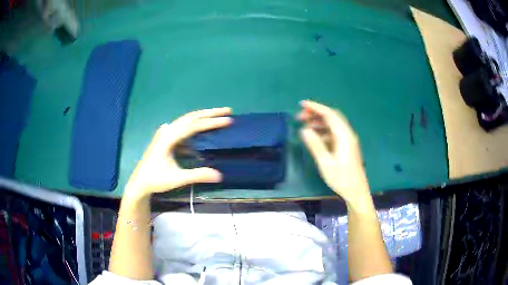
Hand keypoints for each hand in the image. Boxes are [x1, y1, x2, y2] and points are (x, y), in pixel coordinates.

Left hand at [124, 107, 232, 198]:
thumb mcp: (177, 179)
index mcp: (169, 138)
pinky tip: (200, 130)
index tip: (228, 120)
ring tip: (217, 116)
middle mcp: (167, 131)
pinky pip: (182, 127)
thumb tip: (220, 175)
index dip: (211, 122)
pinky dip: (194, 125)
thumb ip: (197, 175)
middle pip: (190, 117)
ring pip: (186, 120)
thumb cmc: (156, 179)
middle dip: (209, 113)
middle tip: (227, 110)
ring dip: (202, 117)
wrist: (139, 182)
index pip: (193, 126)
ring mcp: (165, 133)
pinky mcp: (165, 138)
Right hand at [298, 100, 370, 204]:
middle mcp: (347, 134)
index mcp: (344, 136)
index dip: (315, 107)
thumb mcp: (326, 163)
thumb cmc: (342, 179)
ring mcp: (347, 140)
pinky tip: (315, 136)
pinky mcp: (346, 146)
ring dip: (319, 122)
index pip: (329, 114)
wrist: (356, 191)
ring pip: (332, 124)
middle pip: (332, 116)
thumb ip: (315, 145)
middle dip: (316, 113)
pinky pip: (333, 132)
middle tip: (300, 117)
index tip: (301, 104)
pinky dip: (323, 130)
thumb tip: (304, 130)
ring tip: (305, 126)